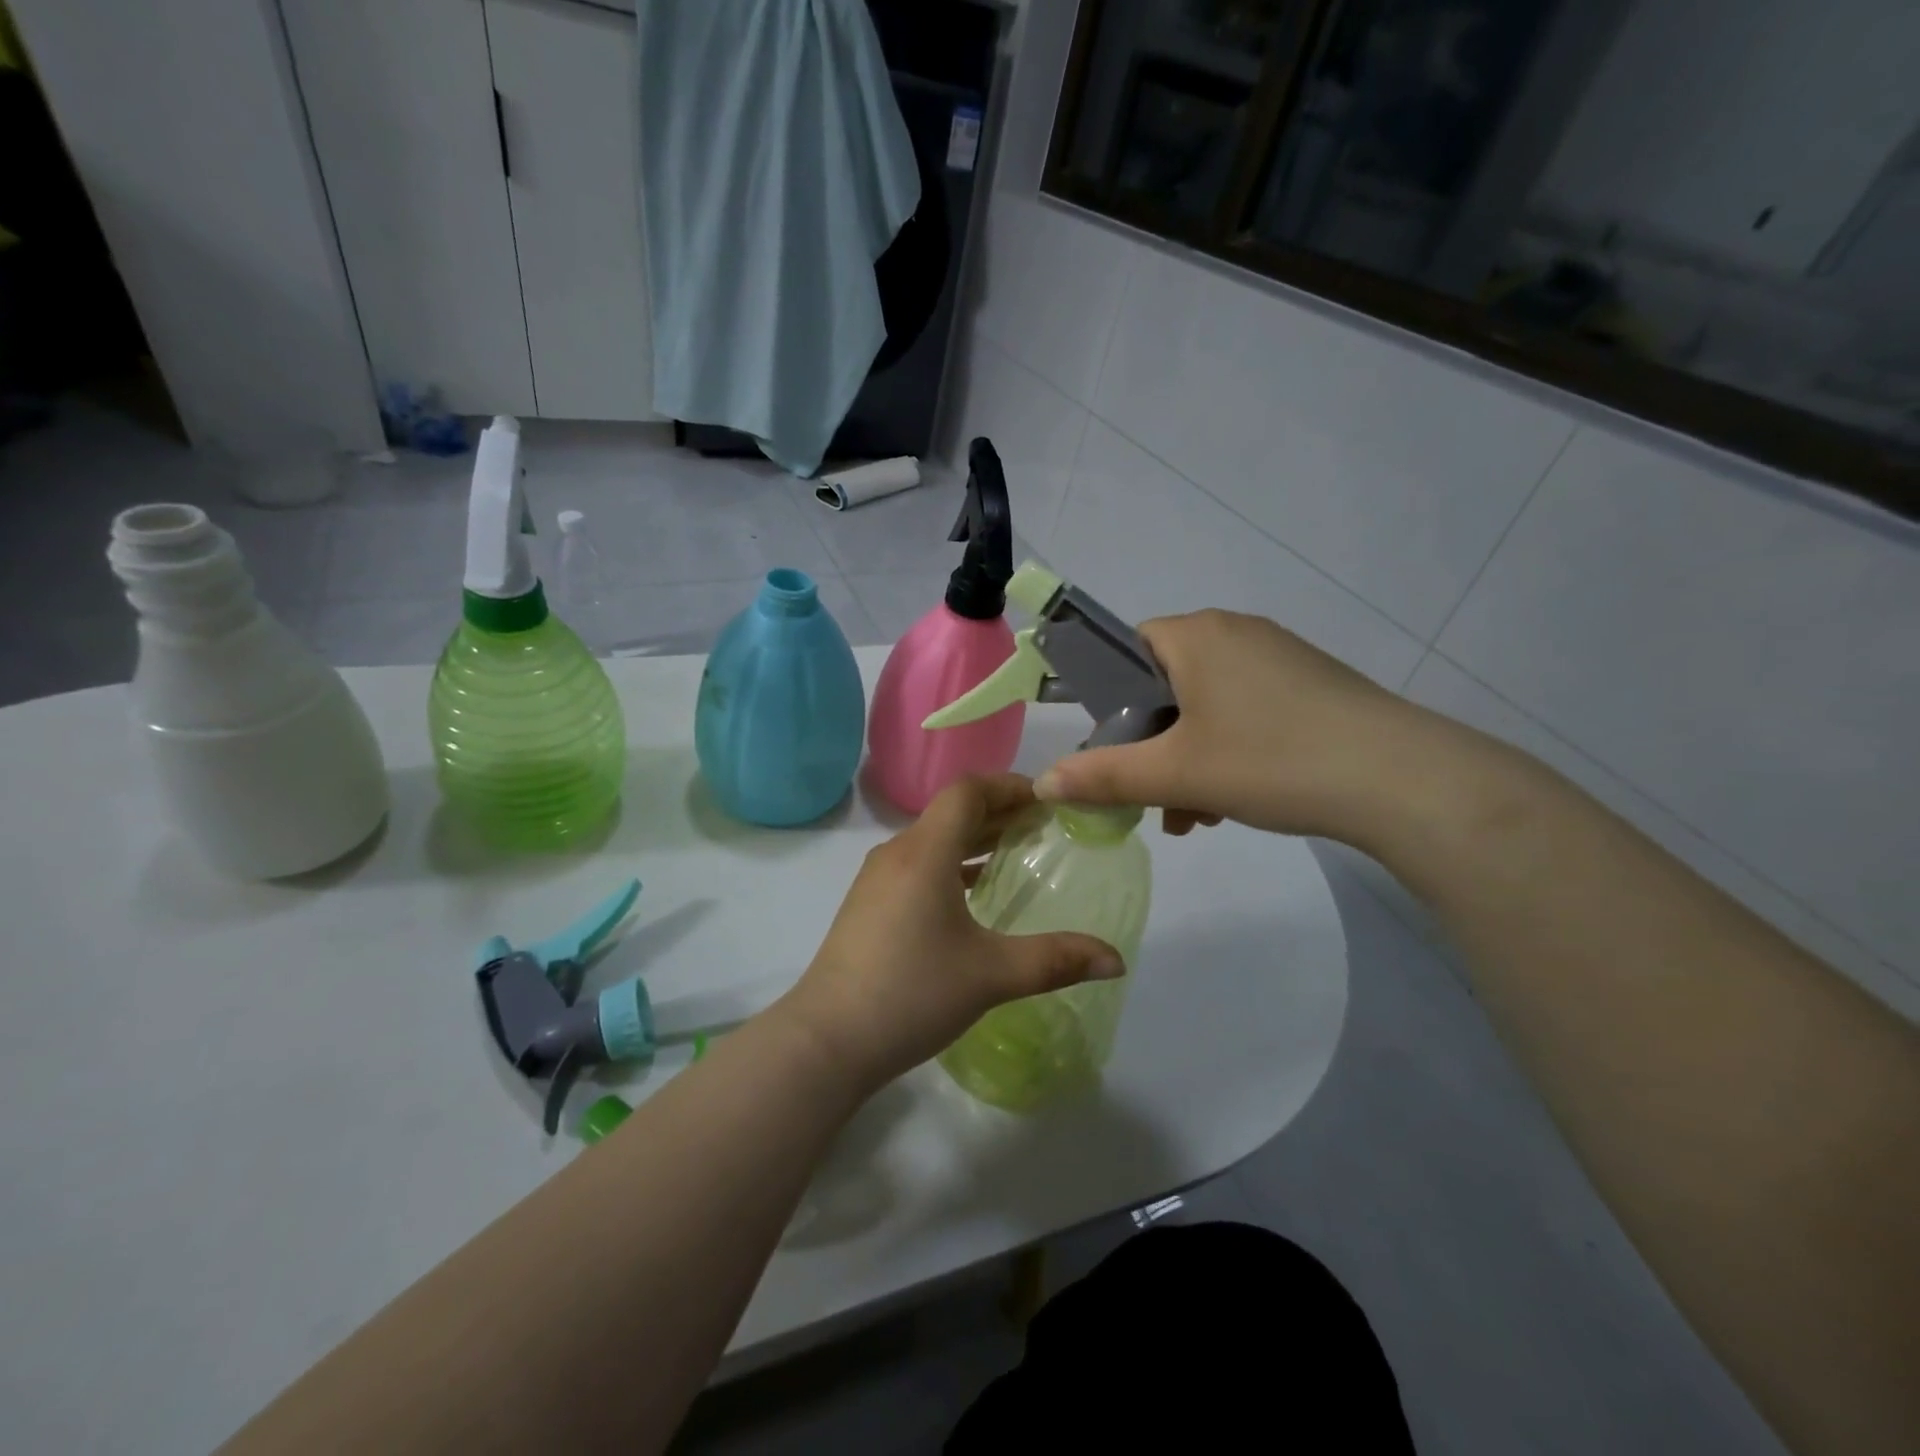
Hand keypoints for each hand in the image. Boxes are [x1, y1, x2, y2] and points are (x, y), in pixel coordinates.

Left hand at [775, 775, 1123, 1093]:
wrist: (827, 1040)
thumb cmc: (911, 993)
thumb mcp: (991, 975)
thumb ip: (1056, 960)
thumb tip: (1117, 961)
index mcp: (924, 852)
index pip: (968, 791)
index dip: (1009, 786)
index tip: (1048, 800)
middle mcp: (897, 853)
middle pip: (951, 811)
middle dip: (999, 811)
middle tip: (1045, 826)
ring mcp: (877, 879)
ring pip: (933, 839)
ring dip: (974, 838)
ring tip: (1017, 852)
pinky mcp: (869, 904)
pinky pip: (918, 865)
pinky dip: (952, 864)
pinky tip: (973, 894)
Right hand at [1033, 609, 1427, 842]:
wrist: (1400, 779)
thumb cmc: (1269, 760)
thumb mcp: (1174, 774)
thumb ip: (1103, 776)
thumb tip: (1043, 782)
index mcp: (1196, 634)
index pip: (1128, 650)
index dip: (1112, 701)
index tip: (1119, 750)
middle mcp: (1236, 632)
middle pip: (1166, 684)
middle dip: (1154, 744)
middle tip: (1157, 796)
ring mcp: (1280, 656)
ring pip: (1208, 705)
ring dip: (1190, 757)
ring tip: (1198, 814)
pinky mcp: (1312, 684)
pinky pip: (1248, 711)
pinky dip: (1231, 751)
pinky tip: (1238, 800)